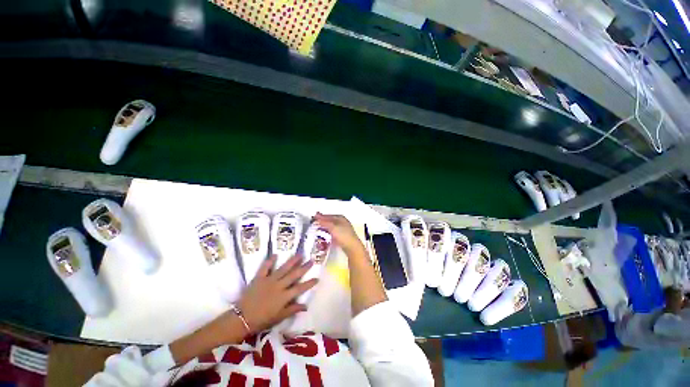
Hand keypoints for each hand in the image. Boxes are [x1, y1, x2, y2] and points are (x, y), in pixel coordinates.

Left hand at [237, 255, 317, 333]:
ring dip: (292, 261)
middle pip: (294, 275)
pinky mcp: (259, 278)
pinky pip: (265, 267)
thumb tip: (306, 306)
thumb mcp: (279, 318)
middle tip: (311, 260)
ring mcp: (269, 280)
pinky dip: (270, 261)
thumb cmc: (261, 320)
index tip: (317, 278)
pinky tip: (275, 254)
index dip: (309, 283)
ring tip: (299, 254)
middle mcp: (279, 286)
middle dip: (304, 267)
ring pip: (283, 268)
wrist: (241, 318)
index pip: (300, 288)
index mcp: (284, 297)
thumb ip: (292, 310)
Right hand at [313, 213, 364, 254]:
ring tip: (317, 229)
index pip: (329, 215)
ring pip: (332, 227)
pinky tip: (324, 235)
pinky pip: (333, 232)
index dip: (321, 216)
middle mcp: (342, 222)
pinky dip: (328, 233)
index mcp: (340, 218)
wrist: (352, 247)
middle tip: (314, 223)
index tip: (313, 218)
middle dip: (323, 222)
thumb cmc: (343, 235)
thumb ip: (324, 222)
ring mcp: (343, 229)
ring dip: (325, 227)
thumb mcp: (332, 227)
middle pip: (330, 221)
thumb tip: (316, 216)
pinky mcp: (343, 236)